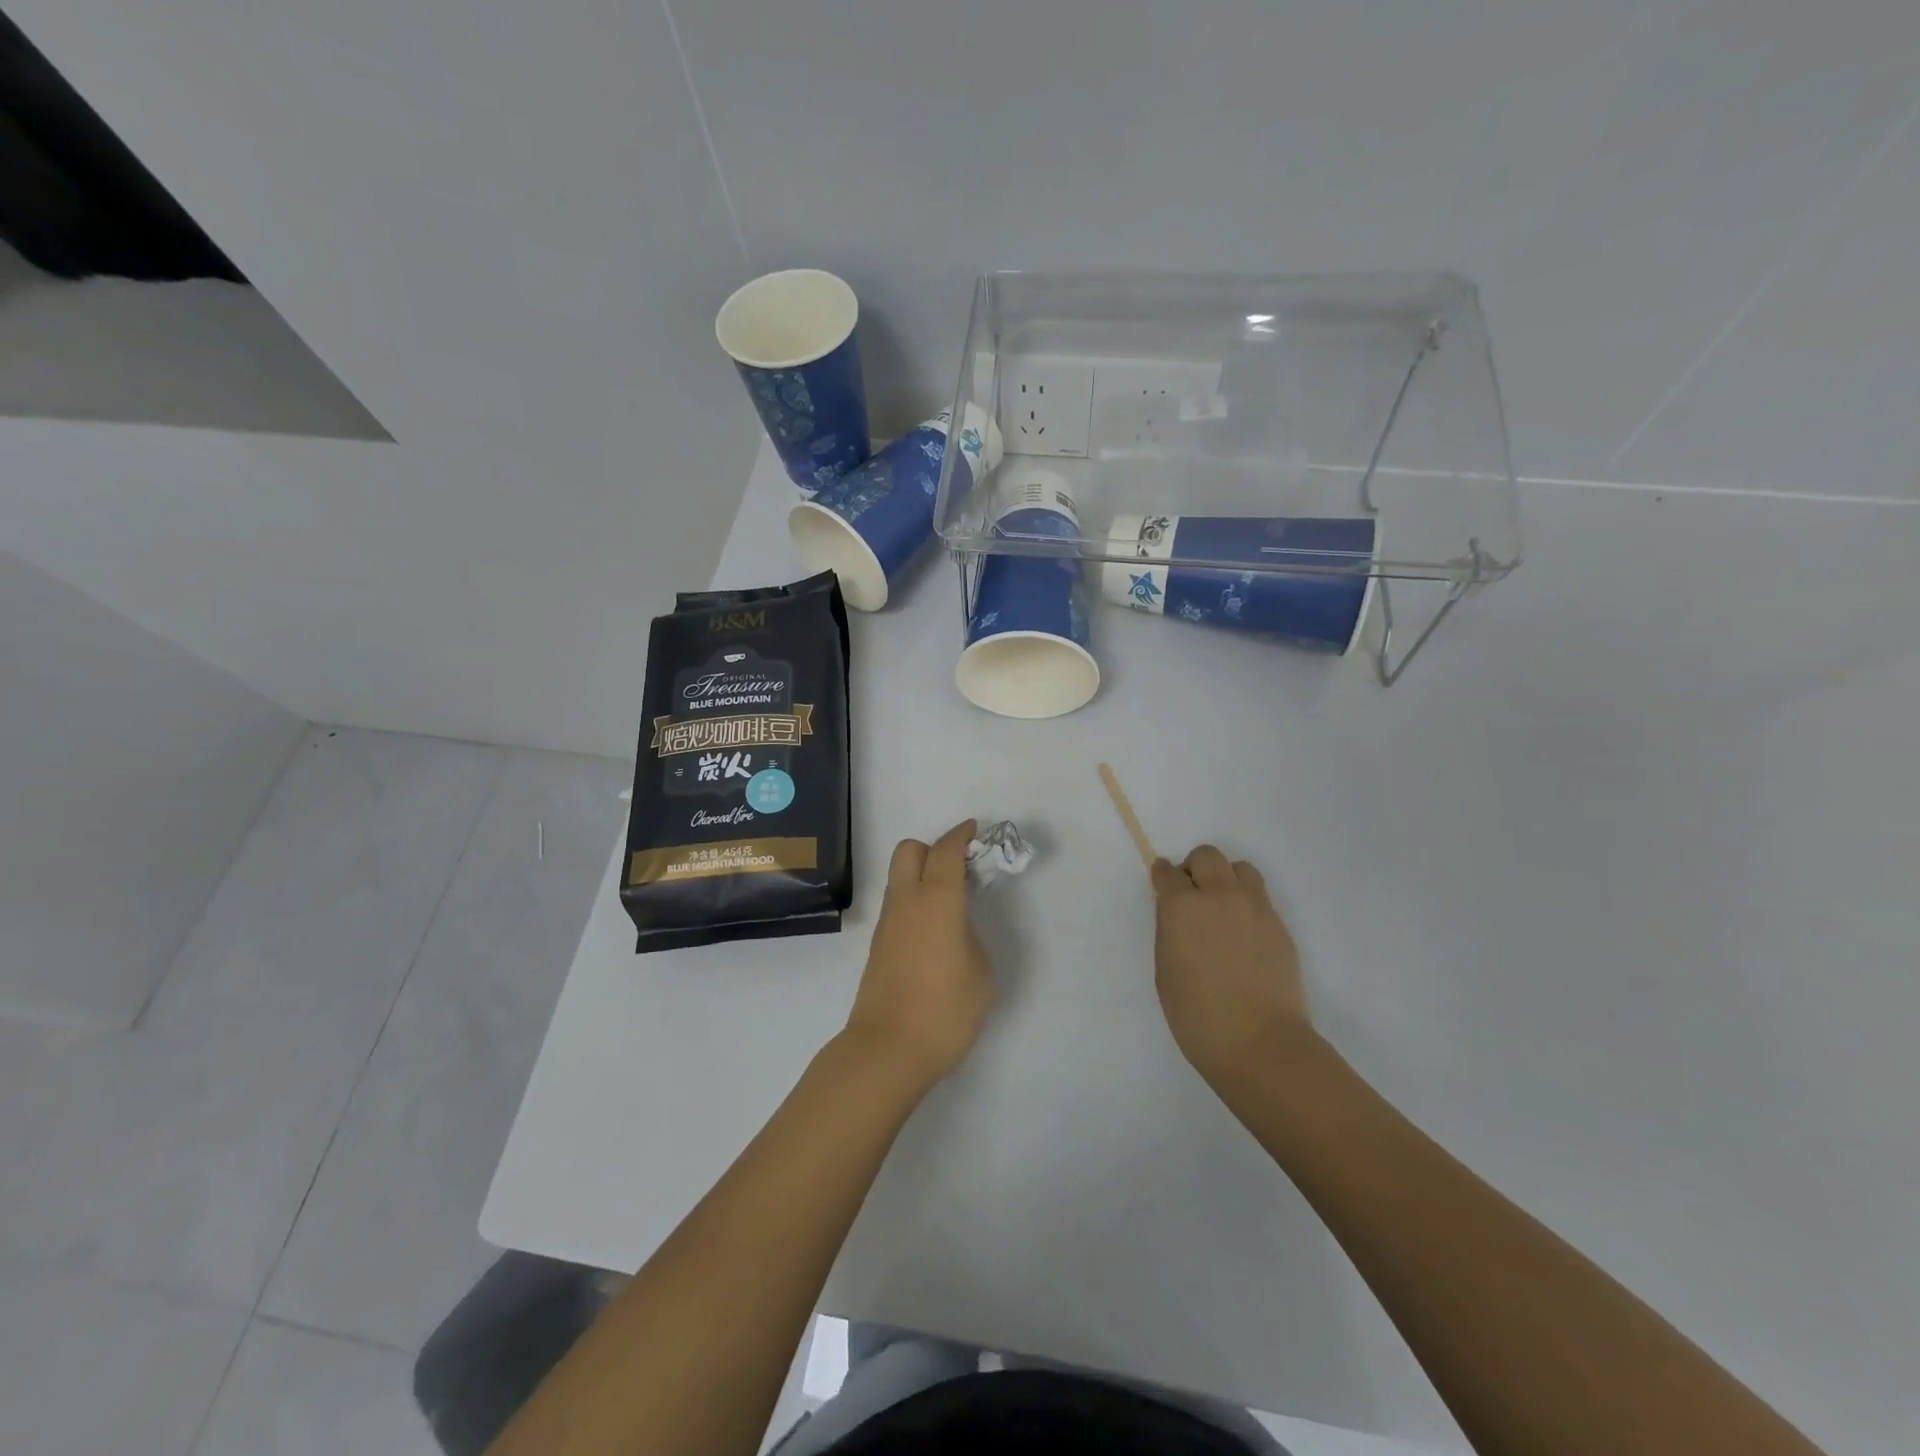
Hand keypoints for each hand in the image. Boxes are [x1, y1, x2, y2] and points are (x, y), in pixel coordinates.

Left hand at [842, 820, 994, 1088]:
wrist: (888, 1050)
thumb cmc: (945, 1009)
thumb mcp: (981, 971)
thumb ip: (970, 936)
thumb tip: (956, 928)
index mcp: (936, 900)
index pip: (946, 851)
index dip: (961, 835)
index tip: (975, 830)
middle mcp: (906, 902)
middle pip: (909, 851)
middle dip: (934, 848)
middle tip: (960, 869)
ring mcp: (887, 924)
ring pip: (899, 877)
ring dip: (923, 875)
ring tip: (952, 901)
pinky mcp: (878, 946)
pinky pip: (898, 905)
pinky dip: (915, 900)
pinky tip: (935, 929)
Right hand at [1152, 846, 1313, 1085]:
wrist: (1259, 1043)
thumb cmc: (1197, 1014)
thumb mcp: (1165, 968)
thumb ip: (1171, 930)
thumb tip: (1179, 914)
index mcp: (1182, 906)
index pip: (1168, 873)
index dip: (1163, 877)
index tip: (1162, 885)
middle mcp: (1219, 895)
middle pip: (1207, 856)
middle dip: (1195, 869)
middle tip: (1192, 896)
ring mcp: (1254, 907)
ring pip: (1240, 869)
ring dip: (1226, 879)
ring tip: (1222, 909)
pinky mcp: (1279, 924)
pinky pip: (1260, 897)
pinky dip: (1247, 903)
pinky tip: (1243, 934)